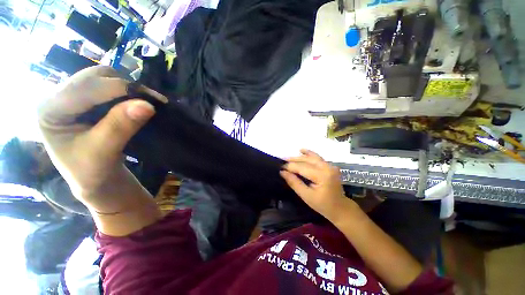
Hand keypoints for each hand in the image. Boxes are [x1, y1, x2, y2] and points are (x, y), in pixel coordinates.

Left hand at [38, 66, 166, 213]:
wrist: (93, 178)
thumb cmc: (91, 172)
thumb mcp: (103, 153)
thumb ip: (120, 127)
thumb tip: (147, 105)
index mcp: (49, 109)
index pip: (86, 87)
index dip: (122, 89)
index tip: (155, 100)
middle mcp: (56, 96)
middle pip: (94, 76)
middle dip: (125, 86)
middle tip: (151, 102)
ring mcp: (71, 96)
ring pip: (103, 78)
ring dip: (127, 88)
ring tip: (144, 103)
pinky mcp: (84, 100)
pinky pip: (108, 86)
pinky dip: (126, 93)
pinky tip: (135, 103)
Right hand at [280, 149, 355, 220]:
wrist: (340, 208)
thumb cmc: (323, 205)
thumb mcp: (306, 196)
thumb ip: (294, 183)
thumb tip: (282, 172)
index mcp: (322, 175)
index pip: (302, 167)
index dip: (290, 167)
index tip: (280, 168)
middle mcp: (326, 167)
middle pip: (306, 160)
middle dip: (293, 160)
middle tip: (282, 161)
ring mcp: (329, 165)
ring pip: (311, 157)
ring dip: (299, 157)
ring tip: (288, 158)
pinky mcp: (330, 165)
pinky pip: (317, 157)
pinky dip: (308, 154)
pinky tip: (301, 150)